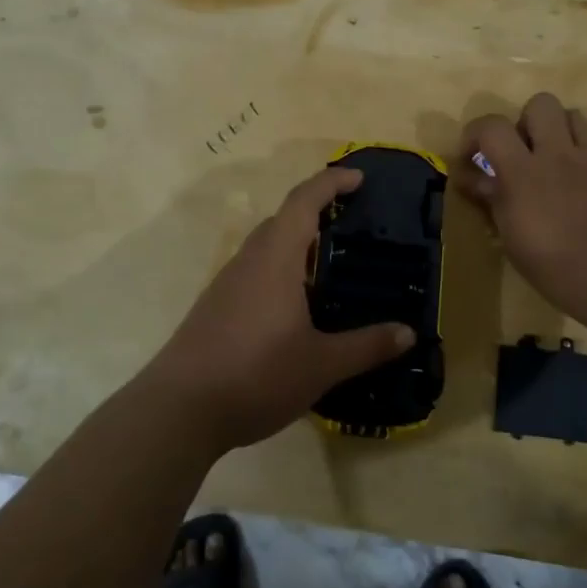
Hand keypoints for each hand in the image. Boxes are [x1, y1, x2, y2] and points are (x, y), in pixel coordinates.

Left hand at [145, 167, 415, 450]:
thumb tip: (408, 333)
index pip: (304, 201)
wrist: (178, 410)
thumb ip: (367, 346)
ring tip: (330, 267)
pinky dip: (281, 272)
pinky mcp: (215, 308)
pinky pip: (255, 272)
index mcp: (275, 259)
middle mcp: (249, 261)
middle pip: (283, 219)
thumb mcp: (322, 365)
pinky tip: (296, 307)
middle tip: (352, 225)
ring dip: (297, 245)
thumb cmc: (256, 374)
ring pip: (266, 247)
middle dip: (316, 212)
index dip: (331, 183)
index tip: (359, 178)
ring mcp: (227, 284)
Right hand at [456, 92, 586, 330]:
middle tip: (524, 153)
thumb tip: (472, 178)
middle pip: (540, 104)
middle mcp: (559, 154)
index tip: (473, 156)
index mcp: (523, 174)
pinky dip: (586, 156)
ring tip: (557, 162)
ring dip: (559, 132)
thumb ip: (493, 199)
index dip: (475, 133)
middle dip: (526, 122)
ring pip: (573, 115)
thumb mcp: (513, 240)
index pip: (491, 126)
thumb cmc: (558, 270)